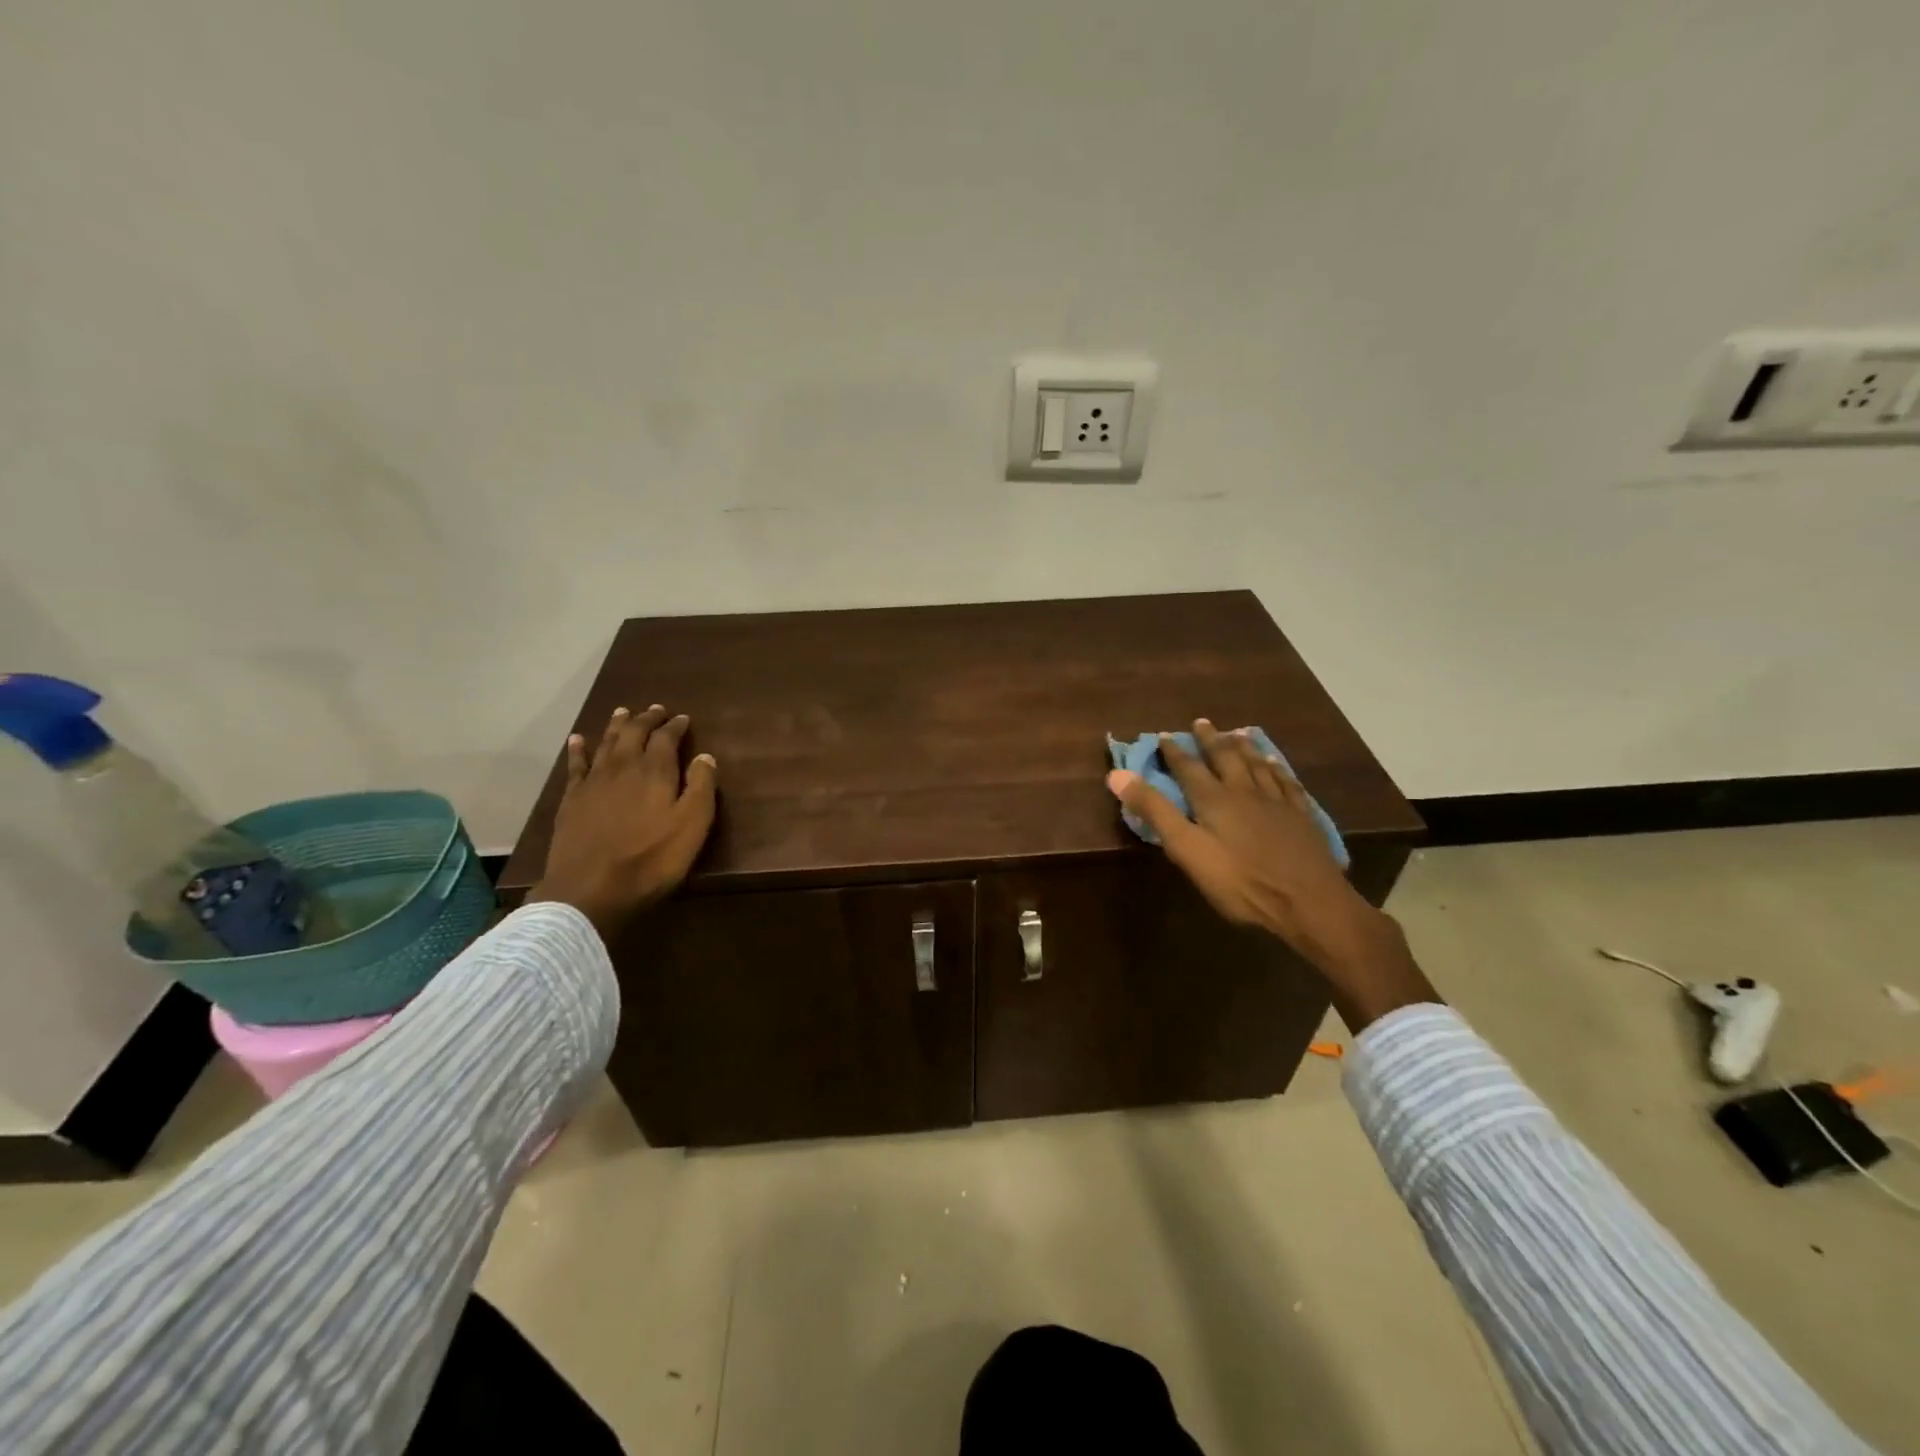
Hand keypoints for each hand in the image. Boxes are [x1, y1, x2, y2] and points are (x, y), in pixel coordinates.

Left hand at [529, 705, 717, 941]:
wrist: (591, 888)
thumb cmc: (652, 859)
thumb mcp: (692, 826)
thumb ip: (701, 787)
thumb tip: (706, 756)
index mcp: (655, 771)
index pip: (667, 738)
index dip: (676, 726)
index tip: (683, 718)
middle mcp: (624, 766)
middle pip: (635, 733)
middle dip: (647, 719)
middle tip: (655, 709)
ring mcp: (594, 781)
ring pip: (607, 743)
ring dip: (617, 726)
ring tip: (623, 711)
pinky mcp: (572, 799)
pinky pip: (576, 765)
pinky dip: (578, 749)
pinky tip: (578, 739)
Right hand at [1106, 719, 1436, 1029]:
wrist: (1308, 901)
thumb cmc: (1240, 881)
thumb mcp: (1187, 849)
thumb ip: (1155, 811)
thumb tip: (1117, 775)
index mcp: (1214, 798)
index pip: (1188, 767)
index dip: (1174, 751)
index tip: (1164, 735)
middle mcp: (1245, 790)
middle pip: (1225, 757)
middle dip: (1210, 740)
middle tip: (1201, 722)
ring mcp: (1277, 801)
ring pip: (1257, 764)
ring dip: (1244, 747)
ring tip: (1237, 733)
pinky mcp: (1301, 816)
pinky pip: (1286, 782)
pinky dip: (1276, 768)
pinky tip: (1276, 764)